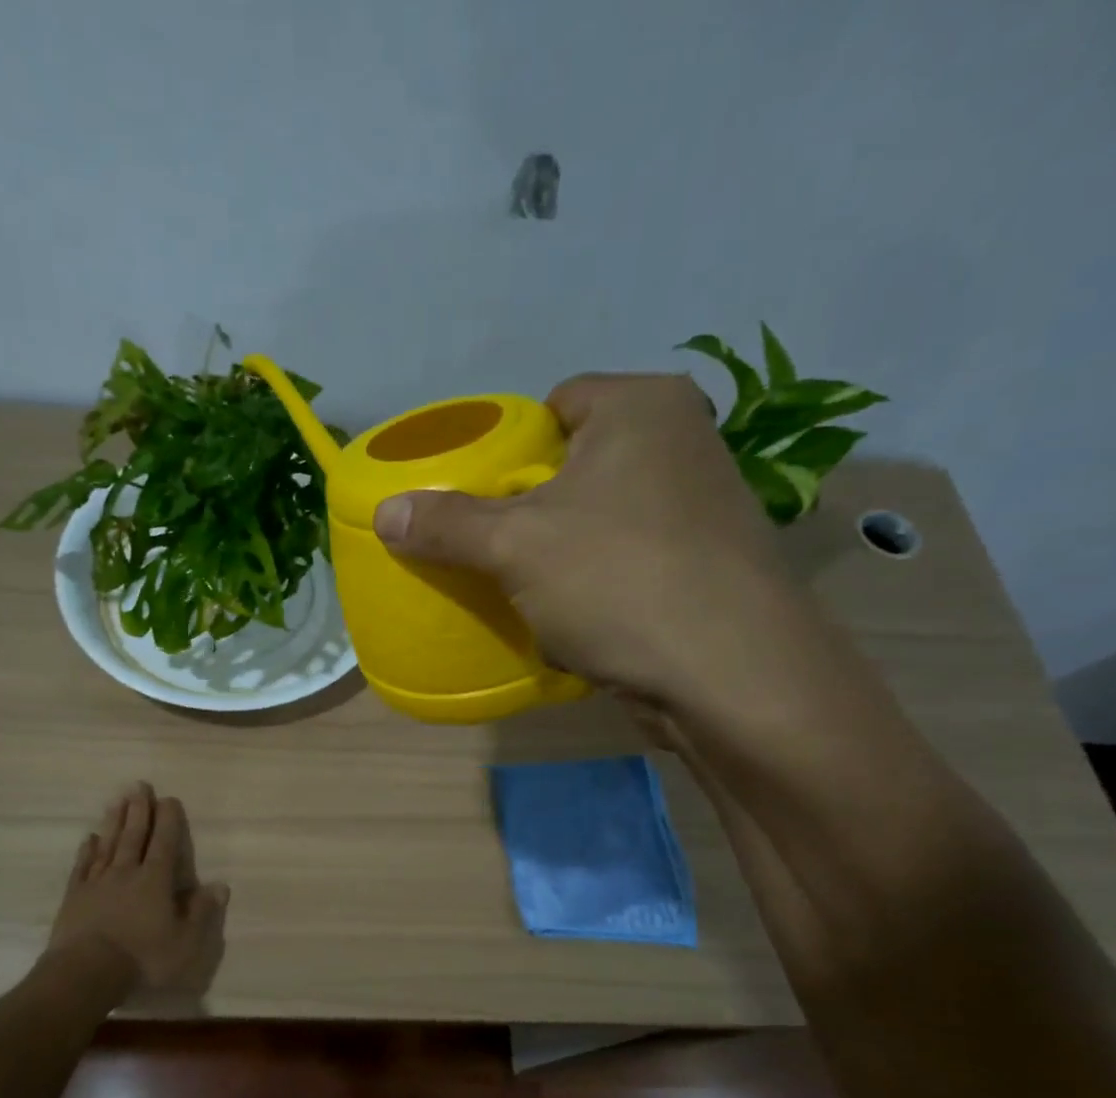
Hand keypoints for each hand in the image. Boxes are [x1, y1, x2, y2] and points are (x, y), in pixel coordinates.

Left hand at [46, 782, 228, 996]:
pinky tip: (90, 838)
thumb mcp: (185, 943)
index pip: (165, 843)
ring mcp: (97, 883)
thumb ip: (202, 912)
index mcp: (155, 881)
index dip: (168, 820)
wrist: (85, 973)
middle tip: (139, 785)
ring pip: (108, 844)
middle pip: (134, 836)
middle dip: (139, 810)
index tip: (169, 798)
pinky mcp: (75, 897)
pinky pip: (83, 866)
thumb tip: (220, 885)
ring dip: (114, 821)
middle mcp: (127, 873)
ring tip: (118, 800)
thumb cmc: (142, 959)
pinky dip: (87, 850)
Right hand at [371, 373, 827, 718]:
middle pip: (577, 466)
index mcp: (644, 407)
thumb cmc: (618, 580)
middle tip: (492, 548)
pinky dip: (597, 588)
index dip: (510, 447)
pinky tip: (575, 624)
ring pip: (602, 521)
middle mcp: (684, 443)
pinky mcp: (708, 567)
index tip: (481, 496)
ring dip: (562, 556)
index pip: (556, 404)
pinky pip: (628, 564)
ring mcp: (704, 508)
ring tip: (525, 590)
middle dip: (532, 510)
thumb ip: (446, 524)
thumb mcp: (515, 546)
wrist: (730, 675)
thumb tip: (385, 511)